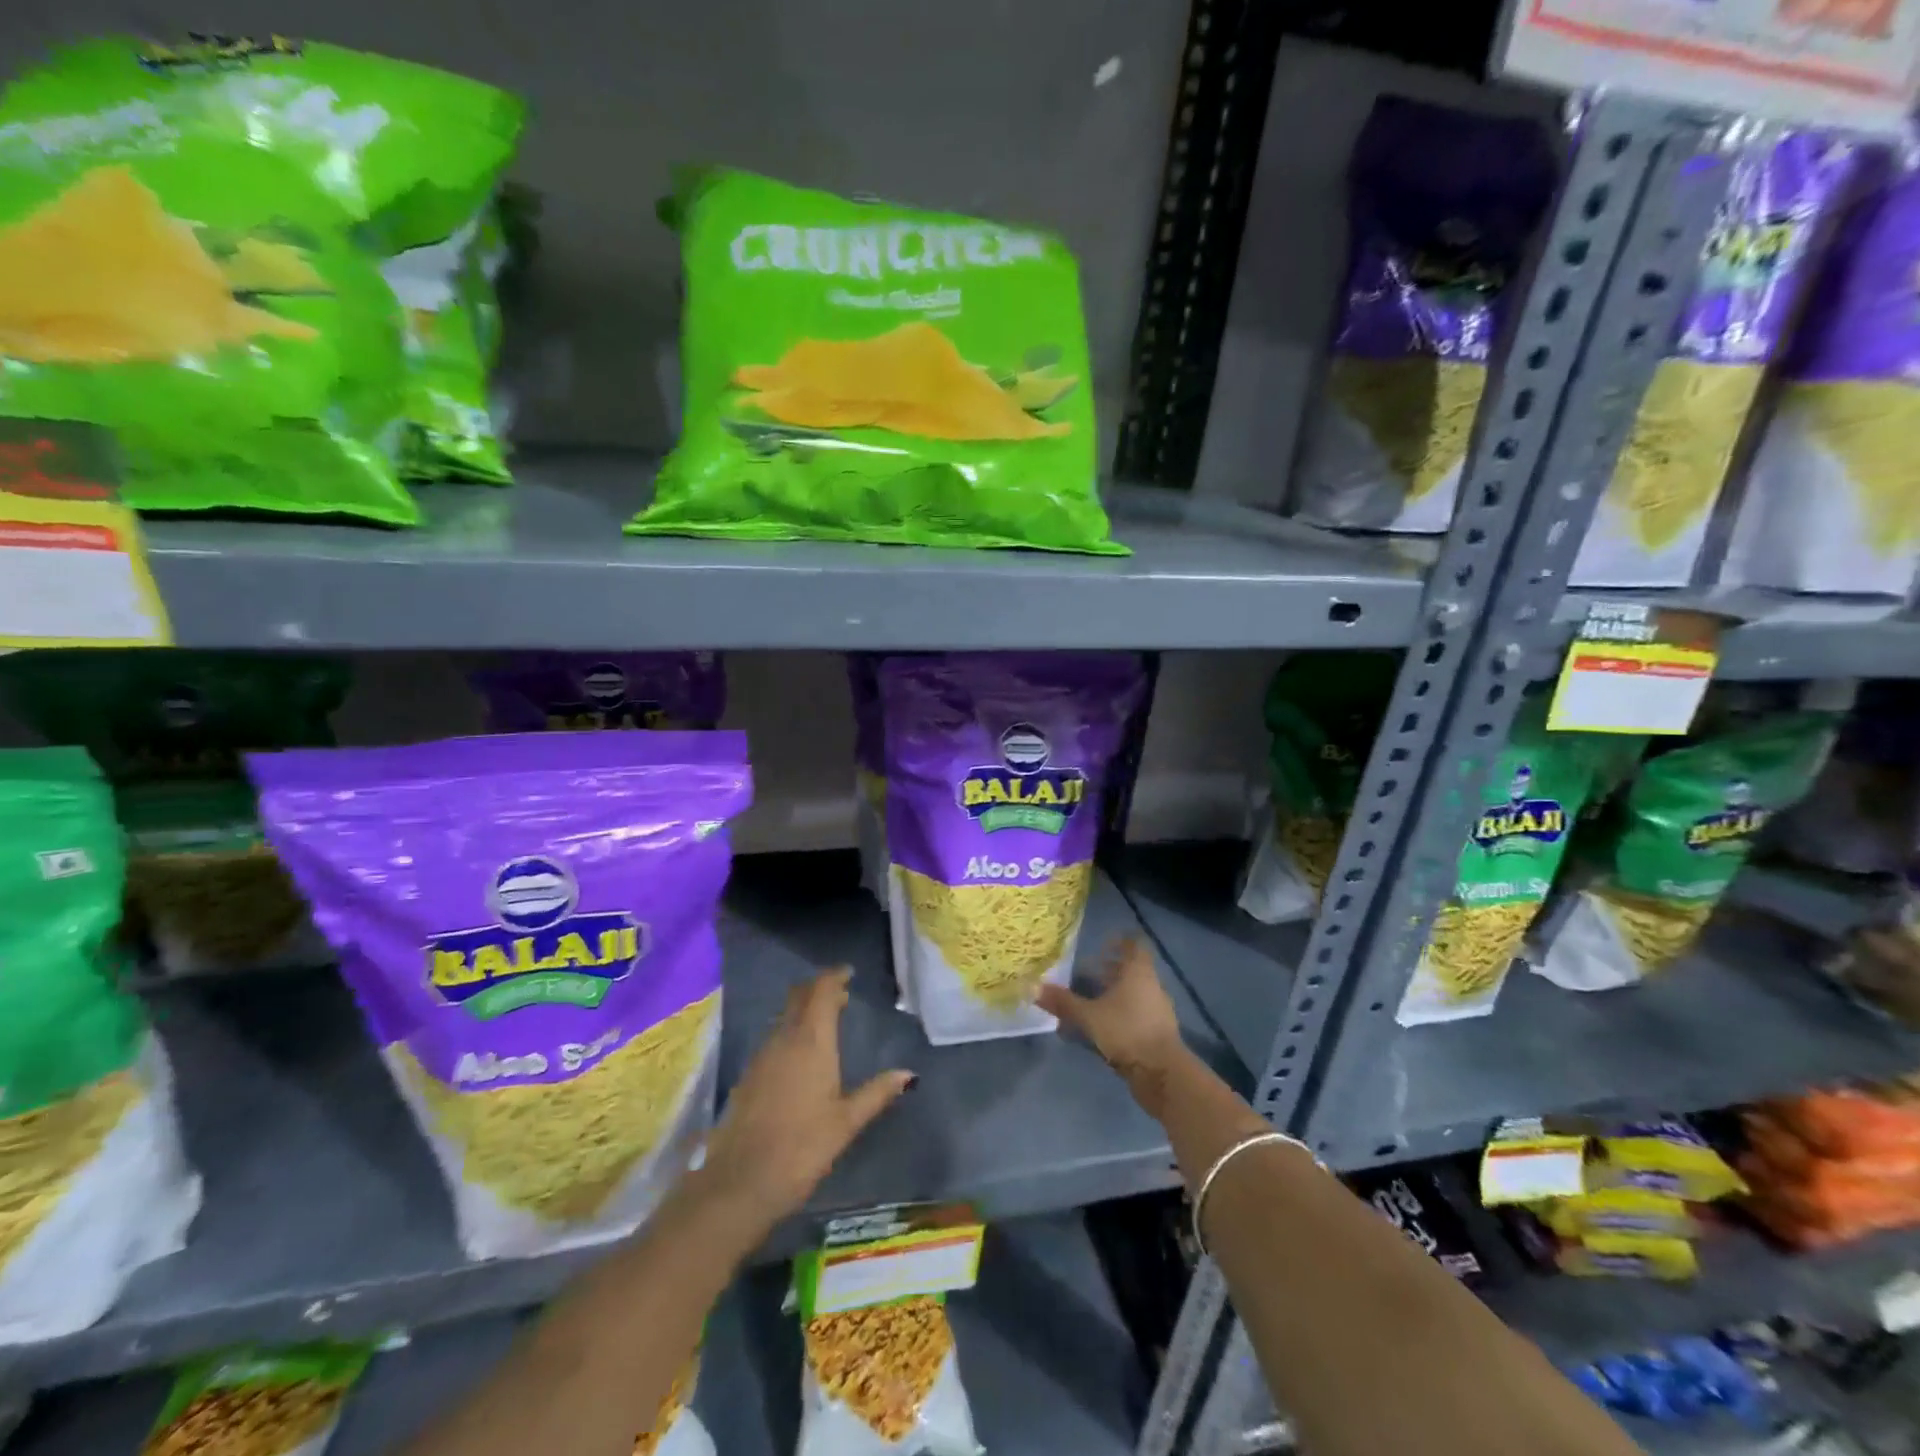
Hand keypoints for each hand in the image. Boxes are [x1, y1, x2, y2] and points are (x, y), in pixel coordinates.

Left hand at [695, 968, 912, 1236]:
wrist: (740, 1183)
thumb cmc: (802, 1148)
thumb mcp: (846, 1122)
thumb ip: (877, 1093)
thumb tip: (908, 1073)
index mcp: (811, 1041)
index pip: (821, 992)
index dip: (834, 977)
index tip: (848, 973)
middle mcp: (784, 1039)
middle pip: (799, 997)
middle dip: (818, 988)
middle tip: (840, 992)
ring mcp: (761, 1056)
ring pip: (784, 1017)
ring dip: (804, 1009)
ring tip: (825, 1019)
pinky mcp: (748, 1076)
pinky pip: (773, 1037)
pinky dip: (790, 1031)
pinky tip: (799, 1053)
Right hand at [1037, 936, 1189, 1112]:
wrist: (1162, 1073)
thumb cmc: (1126, 1031)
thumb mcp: (1089, 1016)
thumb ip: (1063, 1002)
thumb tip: (1033, 987)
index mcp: (1138, 972)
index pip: (1135, 945)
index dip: (1120, 941)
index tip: (1102, 944)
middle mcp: (1151, 986)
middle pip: (1132, 969)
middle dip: (1109, 970)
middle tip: (1085, 973)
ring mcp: (1157, 1010)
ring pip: (1134, 992)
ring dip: (1114, 993)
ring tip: (1090, 1000)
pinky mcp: (1158, 1032)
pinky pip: (1137, 1013)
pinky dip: (1120, 1013)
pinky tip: (1102, 1026)